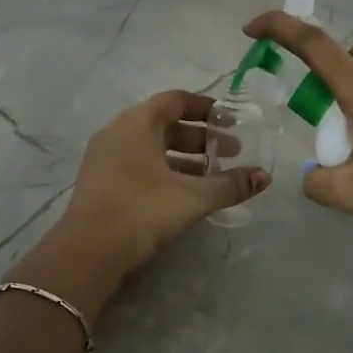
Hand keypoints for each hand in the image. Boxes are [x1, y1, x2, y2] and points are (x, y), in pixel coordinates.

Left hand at [37, 91, 267, 302]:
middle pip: (165, 124)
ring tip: (212, 176)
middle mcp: (118, 131)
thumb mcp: (193, 197)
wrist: (88, 251)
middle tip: (229, 153)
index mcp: (137, 122)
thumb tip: (264, 176)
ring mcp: (105, 157)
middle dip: (200, 137)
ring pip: (151, 146)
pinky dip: (164, 170)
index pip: (175, 100)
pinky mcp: (100, 181)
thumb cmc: (142, 210)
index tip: (230, 121)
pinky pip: (138, 164)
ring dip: (183, 157)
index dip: (206, 108)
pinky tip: (183, 193)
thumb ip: (230, 185)